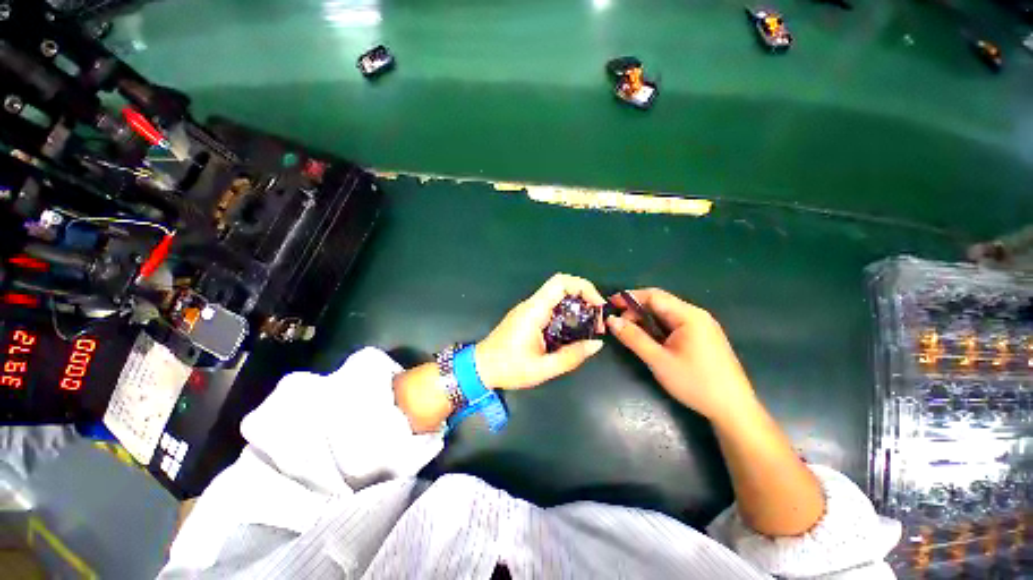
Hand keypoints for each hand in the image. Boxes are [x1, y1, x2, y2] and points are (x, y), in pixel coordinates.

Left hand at [476, 273, 605, 389]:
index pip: (560, 283)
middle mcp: (531, 305)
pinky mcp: (527, 316)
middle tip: (597, 320)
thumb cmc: (509, 368)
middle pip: (562, 286)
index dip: (584, 287)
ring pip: (557, 296)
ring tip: (590, 327)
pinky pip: (551, 306)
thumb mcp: (543, 368)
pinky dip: (567, 313)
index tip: (598, 305)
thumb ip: (571, 357)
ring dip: (577, 306)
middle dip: (585, 298)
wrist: (480, 367)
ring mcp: (528, 309)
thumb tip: (597, 344)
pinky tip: (573, 331)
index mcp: (534, 311)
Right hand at [606, 289, 756, 423]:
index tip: (610, 303)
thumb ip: (633, 338)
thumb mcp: (658, 360)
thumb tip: (611, 320)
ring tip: (629, 329)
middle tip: (617, 322)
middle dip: (636, 308)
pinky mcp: (703, 336)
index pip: (654, 296)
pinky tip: (649, 337)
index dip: (629, 297)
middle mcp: (697, 315)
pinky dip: (657, 326)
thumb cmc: (695, 383)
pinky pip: (675, 323)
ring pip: (667, 313)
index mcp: (688, 316)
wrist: (733, 409)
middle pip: (661, 302)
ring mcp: (702, 325)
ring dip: (646, 318)